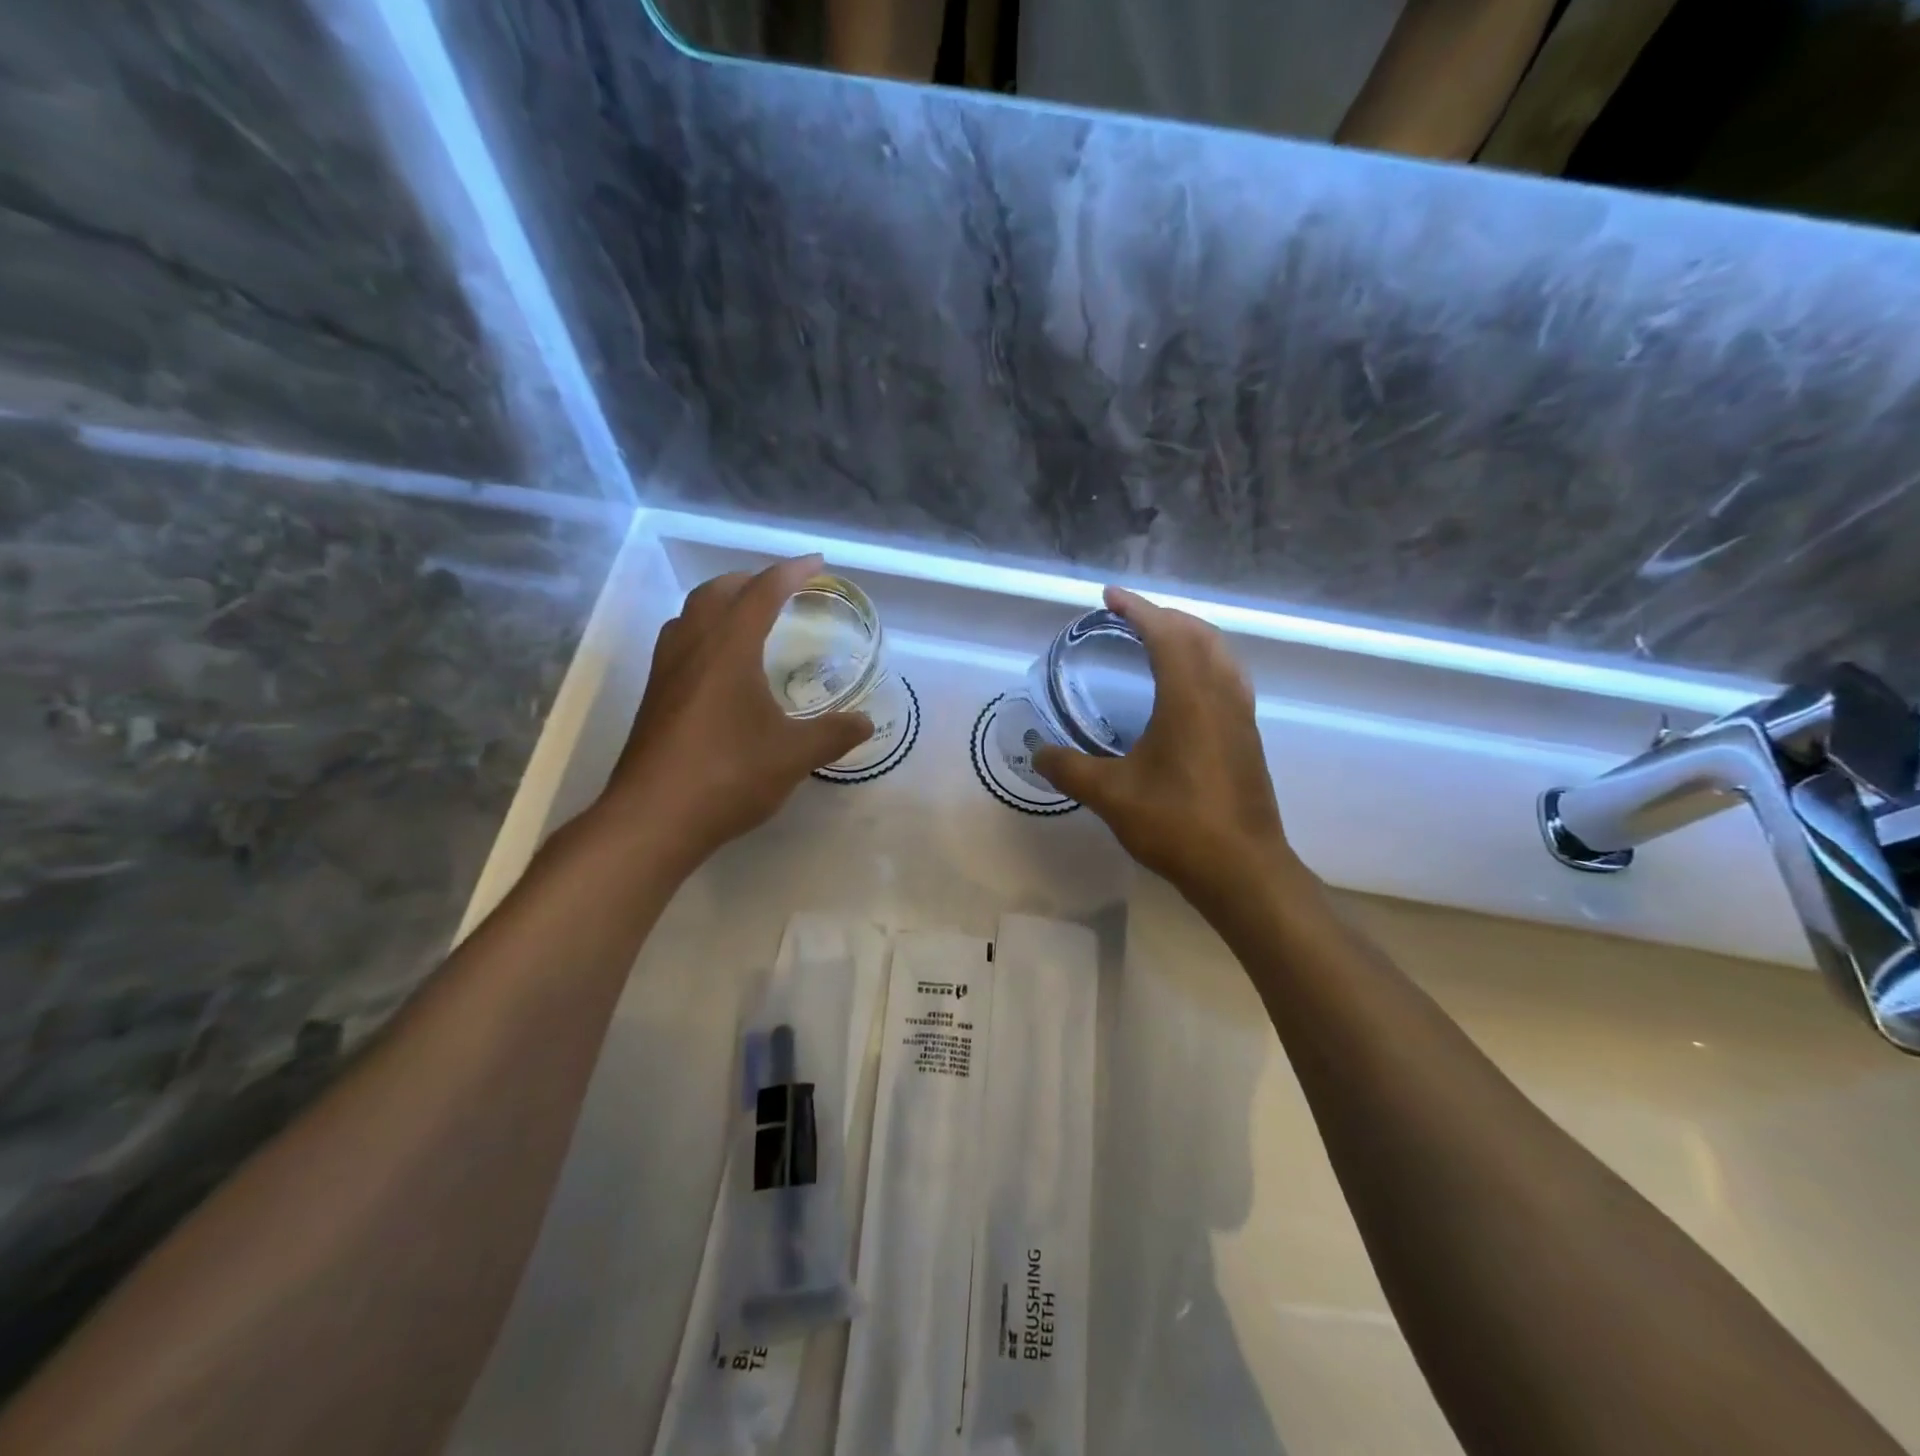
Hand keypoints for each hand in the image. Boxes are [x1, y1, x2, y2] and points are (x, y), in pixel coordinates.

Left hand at [597, 555, 873, 870]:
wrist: (654, 818)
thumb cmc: (729, 776)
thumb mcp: (794, 756)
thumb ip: (834, 734)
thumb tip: (865, 722)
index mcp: (729, 648)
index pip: (762, 592)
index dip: (792, 572)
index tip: (817, 563)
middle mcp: (693, 647)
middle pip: (718, 592)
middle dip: (752, 580)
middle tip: (784, 589)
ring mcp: (666, 671)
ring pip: (691, 613)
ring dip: (722, 602)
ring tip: (749, 616)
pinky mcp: (654, 697)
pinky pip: (680, 641)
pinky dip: (704, 631)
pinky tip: (720, 664)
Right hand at [1032, 587, 1303, 913]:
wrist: (1242, 869)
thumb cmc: (1176, 824)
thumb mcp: (1111, 795)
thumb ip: (1070, 769)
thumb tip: (1038, 753)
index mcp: (1189, 697)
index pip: (1165, 633)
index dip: (1137, 609)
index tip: (1109, 596)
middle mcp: (1221, 695)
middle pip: (1198, 634)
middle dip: (1163, 616)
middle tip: (1129, 618)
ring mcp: (1241, 716)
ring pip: (1221, 654)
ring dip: (1190, 636)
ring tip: (1159, 641)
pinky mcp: (1248, 738)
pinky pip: (1229, 678)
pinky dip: (1205, 662)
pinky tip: (1187, 688)